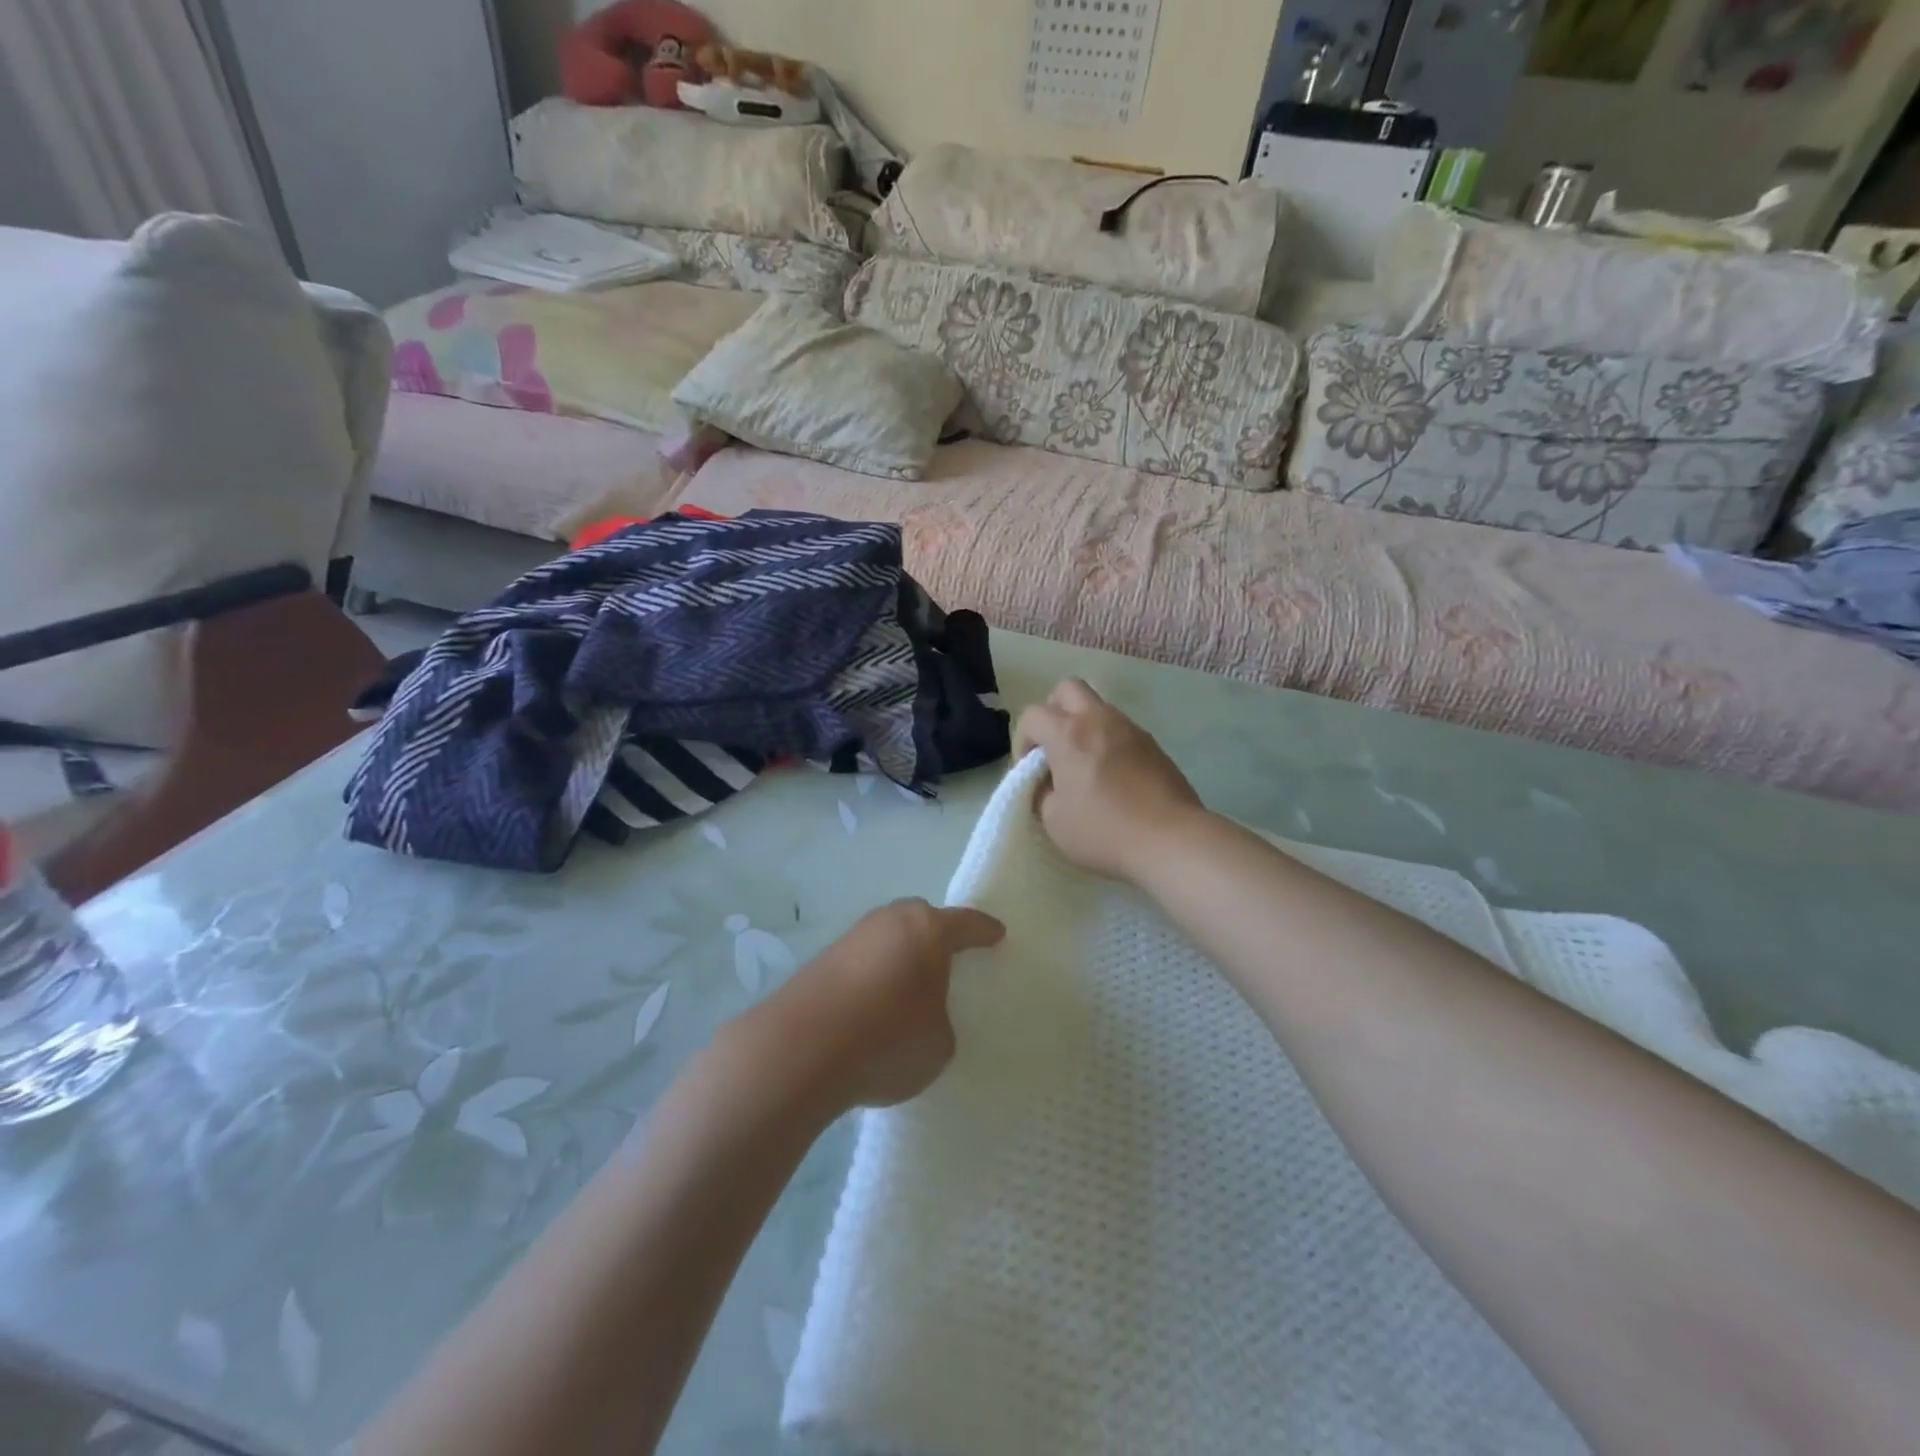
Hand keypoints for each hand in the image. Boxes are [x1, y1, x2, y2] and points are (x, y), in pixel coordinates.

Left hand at [738, 899, 1004, 1111]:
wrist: (798, 1049)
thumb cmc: (886, 1039)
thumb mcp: (939, 1042)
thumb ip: (940, 1019)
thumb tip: (919, 1012)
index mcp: (927, 929)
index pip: (966, 923)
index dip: (984, 931)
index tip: (997, 934)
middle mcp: (888, 921)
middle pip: (920, 920)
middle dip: (936, 936)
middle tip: (949, 961)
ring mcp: (851, 937)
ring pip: (888, 939)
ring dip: (899, 958)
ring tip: (909, 990)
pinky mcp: (821, 961)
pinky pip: (862, 961)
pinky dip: (873, 977)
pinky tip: (874, 1007)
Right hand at [1015, 680, 1204, 884]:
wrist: (1170, 839)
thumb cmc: (1104, 830)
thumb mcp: (1054, 821)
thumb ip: (1042, 794)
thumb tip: (1048, 784)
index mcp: (1068, 734)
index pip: (1032, 715)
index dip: (1022, 740)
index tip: (1029, 770)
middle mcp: (1100, 720)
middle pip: (1068, 689)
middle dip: (1053, 712)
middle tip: (1053, 748)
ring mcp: (1131, 729)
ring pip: (1099, 709)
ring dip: (1084, 728)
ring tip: (1085, 768)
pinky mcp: (1154, 745)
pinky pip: (1121, 731)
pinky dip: (1108, 744)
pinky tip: (1113, 779)